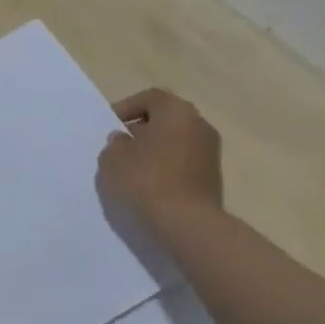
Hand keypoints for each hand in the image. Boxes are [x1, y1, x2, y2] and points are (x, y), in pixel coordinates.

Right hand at [98, 88, 224, 225]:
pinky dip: (167, 168)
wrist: (187, 225)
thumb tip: (125, 140)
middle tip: (121, 146)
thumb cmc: (145, 181)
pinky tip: (150, 185)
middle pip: (166, 119)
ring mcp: (211, 152)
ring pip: (176, 142)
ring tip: (132, 169)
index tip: (111, 125)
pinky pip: (183, 163)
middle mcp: (199, 124)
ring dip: (155, 150)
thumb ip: (115, 144)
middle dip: (142, 130)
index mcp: (176, 111)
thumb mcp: (112, 159)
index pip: (150, 98)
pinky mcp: (213, 178)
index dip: (127, 108)